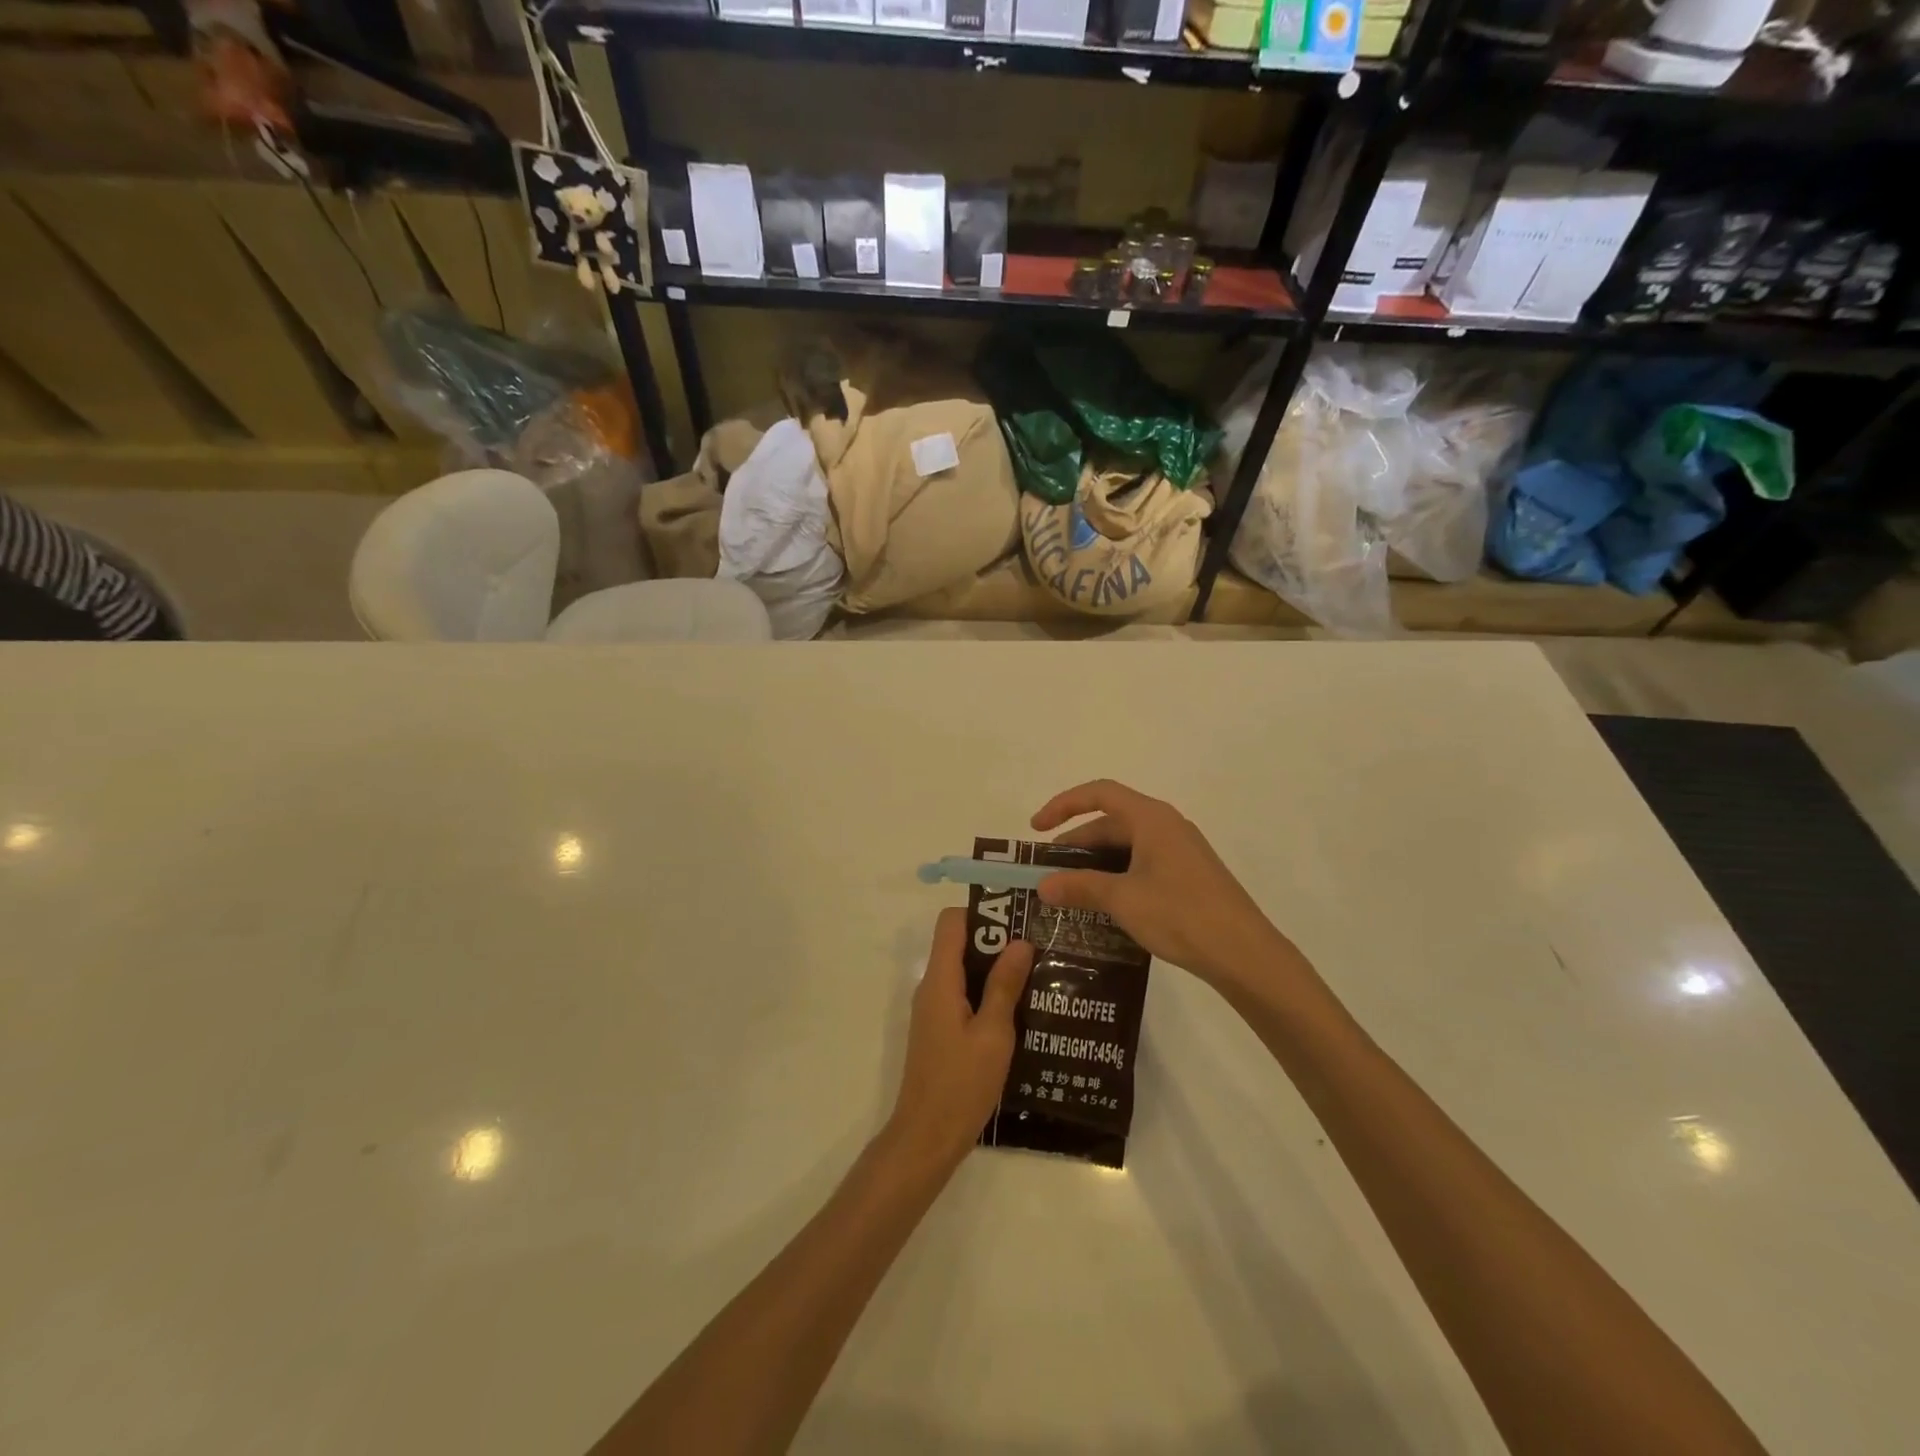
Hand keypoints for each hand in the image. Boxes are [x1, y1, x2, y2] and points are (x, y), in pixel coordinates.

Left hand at [887, 908, 1033, 1168]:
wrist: (927, 1138)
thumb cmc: (961, 1084)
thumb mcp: (993, 1033)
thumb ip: (1005, 986)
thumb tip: (1020, 941)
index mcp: (940, 981)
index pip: (950, 922)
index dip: (981, 912)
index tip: (1017, 918)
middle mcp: (931, 987)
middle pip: (959, 943)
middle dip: (996, 939)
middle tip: (1037, 945)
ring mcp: (933, 1010)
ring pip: (963, 970)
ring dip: (995, 968)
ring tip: (1035, 973)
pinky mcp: (940, 1030)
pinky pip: (962, 995)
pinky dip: (987, 992)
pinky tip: (1019, 1008)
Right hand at [1031, 779, 1282, 988]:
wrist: (1244, 954)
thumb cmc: (1181, 914)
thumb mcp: (1123, 899)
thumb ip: (1080, 887)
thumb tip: (1042, 885)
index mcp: (1151, 818)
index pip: (1099, 793)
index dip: (1064, 804)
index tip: (1037, 828)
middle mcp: (1166, 826)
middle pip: (1111, 822)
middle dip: (1076, 844)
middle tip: (1048, 872)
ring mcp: (1179, 852)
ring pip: (1126, 847)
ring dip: (1095, 864)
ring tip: (1069, 892)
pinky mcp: (1187, 876)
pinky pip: (1141, 865)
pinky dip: (1116, 877)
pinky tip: (1103, 906)